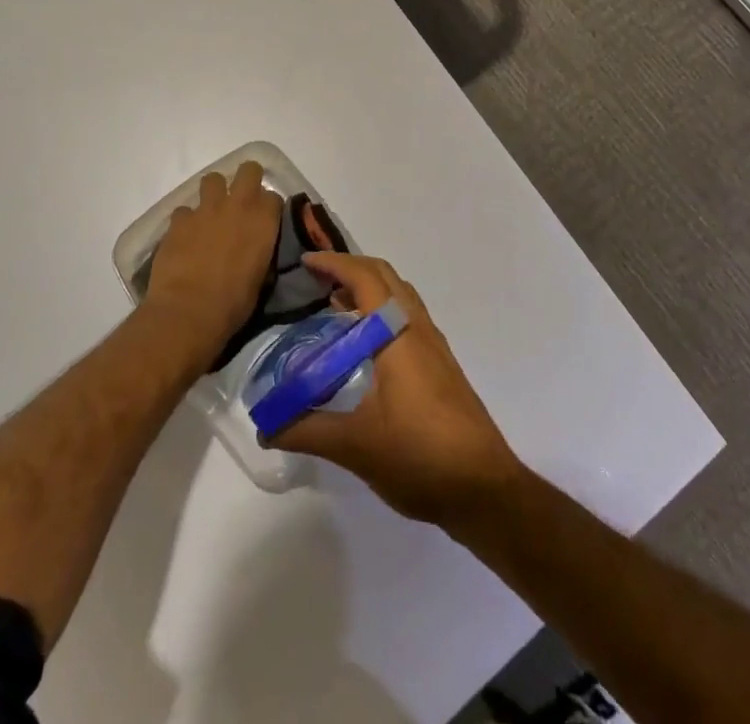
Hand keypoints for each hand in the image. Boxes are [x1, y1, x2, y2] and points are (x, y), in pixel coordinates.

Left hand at [143, 162, 281, 364]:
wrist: (188, 311)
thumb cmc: (233, 303)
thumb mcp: (260, 278)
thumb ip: (260, 252)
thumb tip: (256, 249)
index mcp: (263, 221)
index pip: (273, 197)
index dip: (268, 207)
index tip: (265, 220)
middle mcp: (238, 205)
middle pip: (248, 170)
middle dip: (247, 180)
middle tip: (241, 200)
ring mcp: (205, 209)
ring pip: (212, 179)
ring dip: (214, 193)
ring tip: (211, 214)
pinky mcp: (178, 220)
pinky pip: (184, 210)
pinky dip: (186, 221)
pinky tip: (185, 238)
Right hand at [270, 253, 523, 524]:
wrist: (484, 488)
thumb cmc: (419, 455)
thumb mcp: (356, 445)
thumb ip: (307, 430)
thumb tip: (265, 427)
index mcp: (398, 334)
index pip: (365, 278)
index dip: (335, 263)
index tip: (305, 262)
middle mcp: (418, 328)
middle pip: (385, 276)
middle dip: (350, 268)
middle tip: (315, 279)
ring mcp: (434, 346)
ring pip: (400, 295)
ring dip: (369, 288)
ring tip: (334, 304)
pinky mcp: (441, 365)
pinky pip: (407, 317)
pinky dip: (382, 311)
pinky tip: (365, 344)